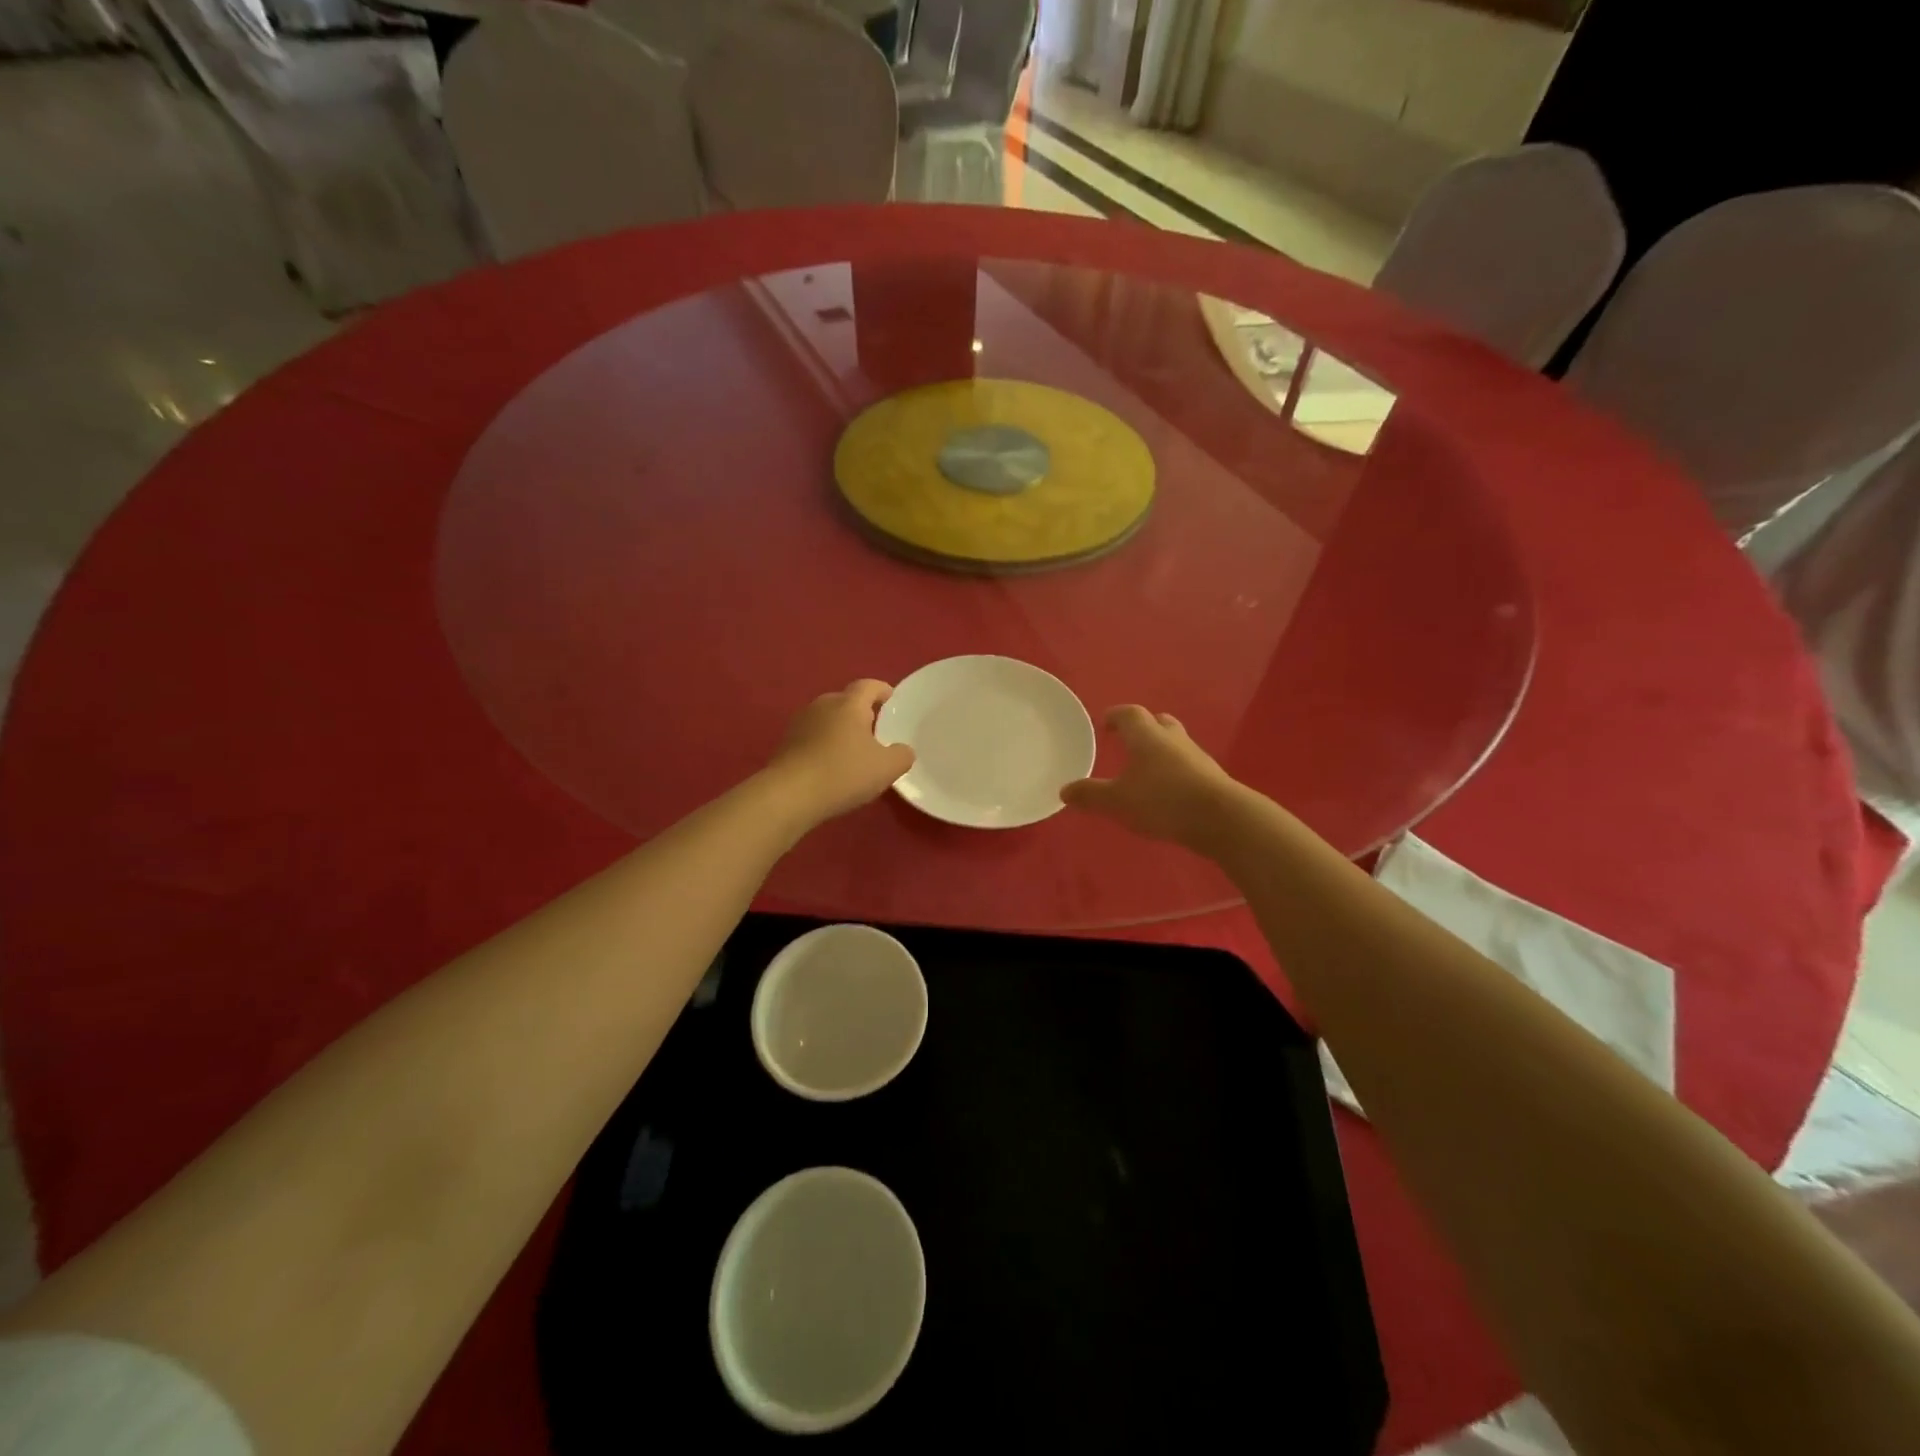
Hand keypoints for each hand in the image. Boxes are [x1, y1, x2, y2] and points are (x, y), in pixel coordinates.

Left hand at [767, 680, 915, 824]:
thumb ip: (902, 755)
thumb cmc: (844, 773)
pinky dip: (824, 745)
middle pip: (845, 701)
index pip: (868, 686)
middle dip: (860, 711)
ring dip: (840, 729)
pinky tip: (831, 765)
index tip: (891, 698)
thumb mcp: (886, 768)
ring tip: (853, 749)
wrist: (790, 795)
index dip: (882, 690)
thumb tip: (902, 750)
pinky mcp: (785, 744)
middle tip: (875, 729)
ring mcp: (800, 723)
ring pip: (827, 719)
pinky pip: (812, 737)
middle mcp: (822, 705)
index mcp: (849, 704)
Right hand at [1061, 705, 1242, 850]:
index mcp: (1146, 736)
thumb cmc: (1163, 801)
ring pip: (1175, 743)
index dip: (1115, 716)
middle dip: (1142, 729)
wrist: (1221, 818)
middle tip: (1127, 742)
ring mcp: (1196, 756)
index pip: (1129, 714)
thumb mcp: (1118, 801)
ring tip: (1145, 769)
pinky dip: (1174, 771)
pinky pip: (1187, 765)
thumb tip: (1064, 790)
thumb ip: (1090, 795)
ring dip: (1160, 750)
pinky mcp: (1211, 777)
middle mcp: (1172, 738)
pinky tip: (1167, 791)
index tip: (1105, 724)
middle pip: (1157, 722)